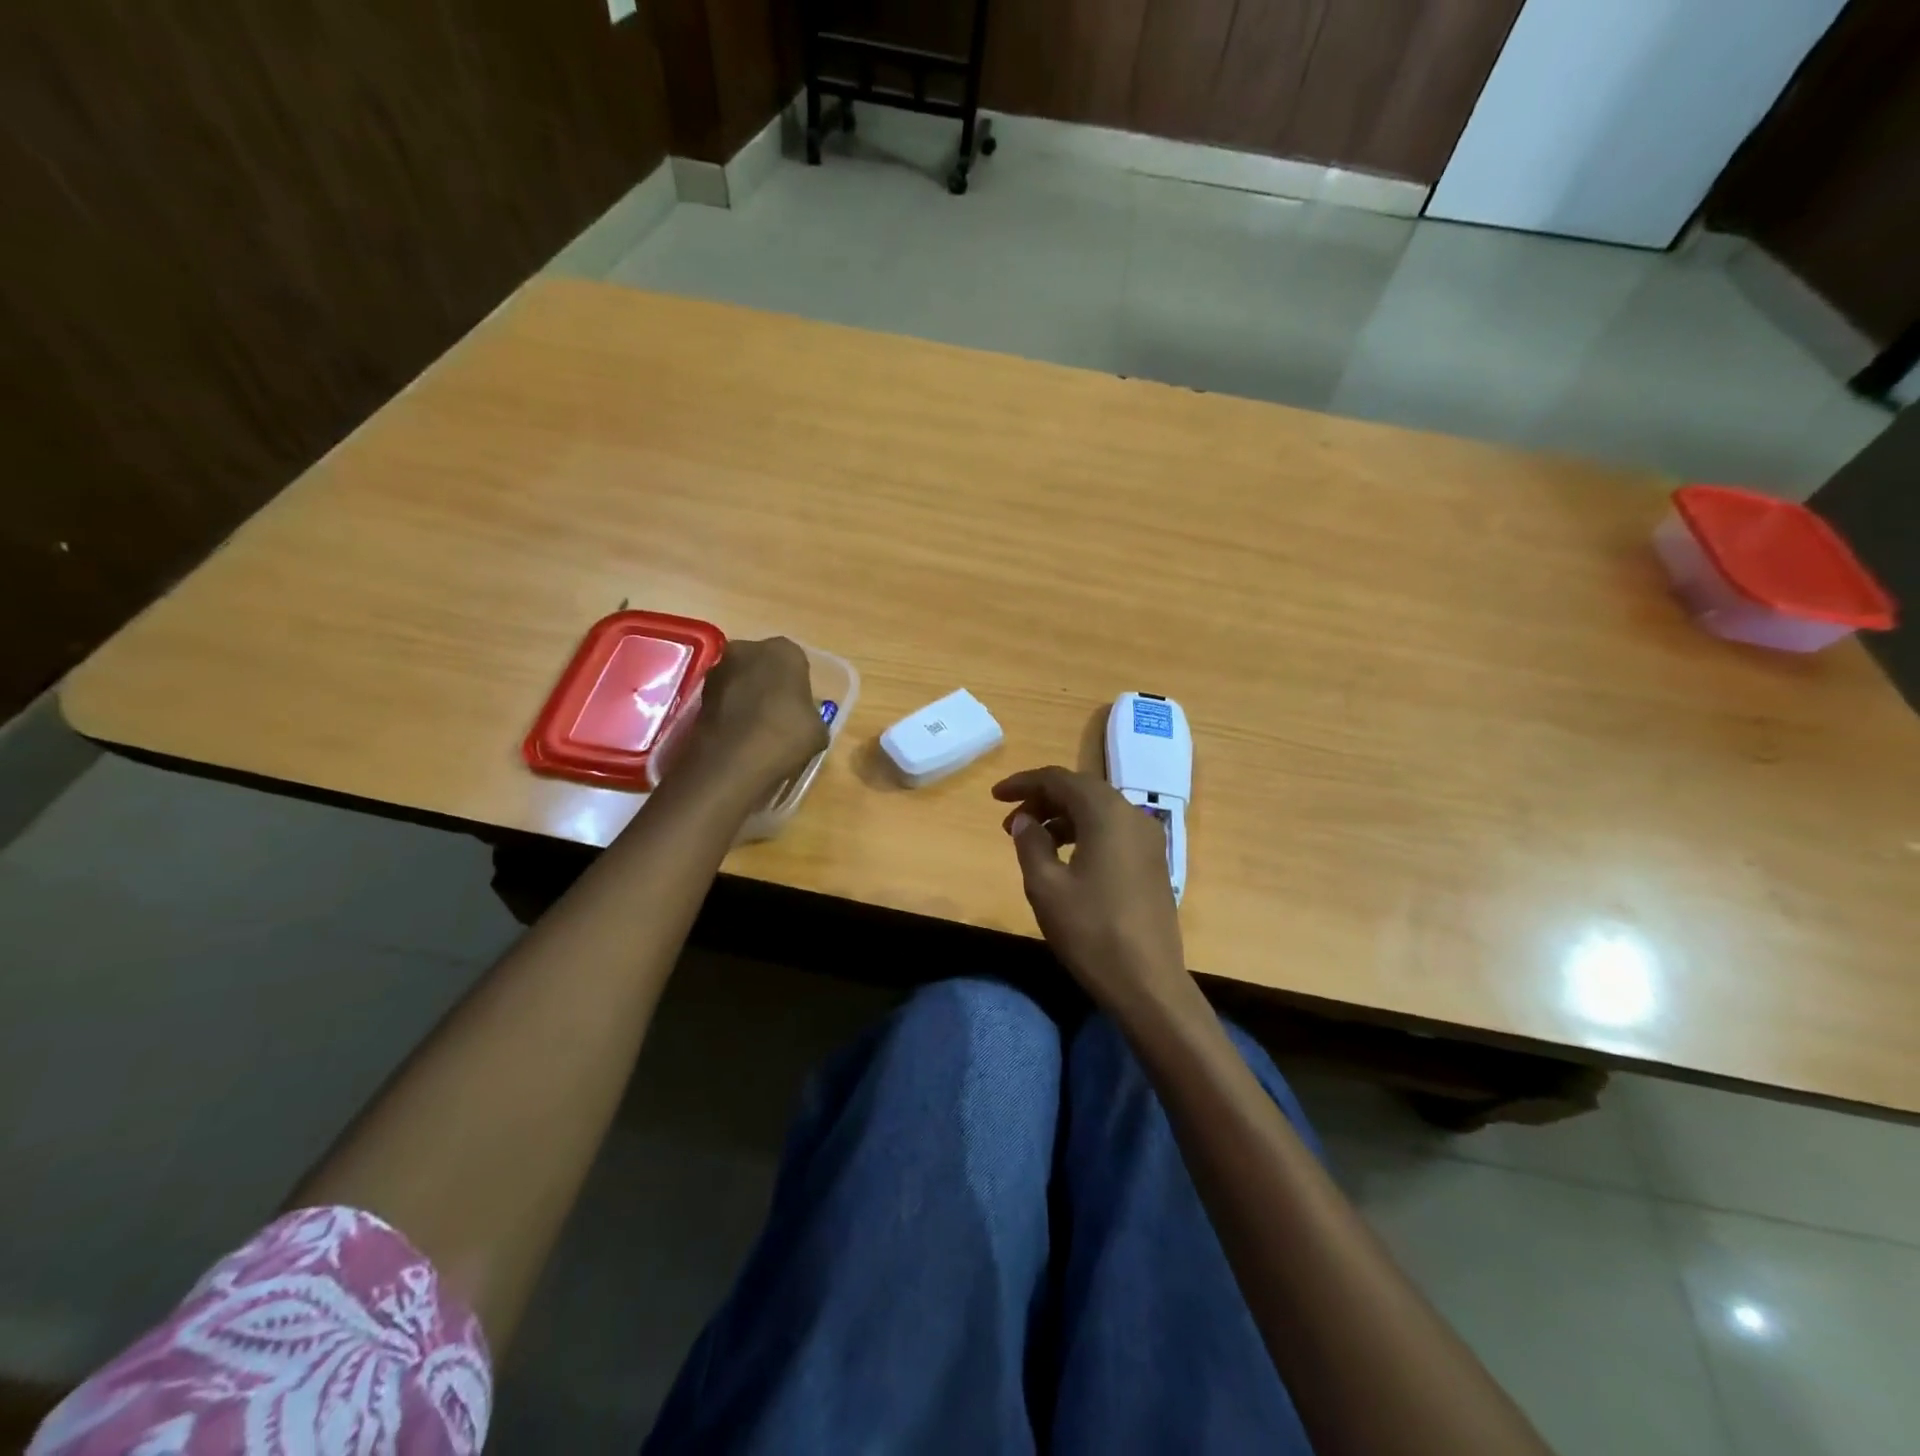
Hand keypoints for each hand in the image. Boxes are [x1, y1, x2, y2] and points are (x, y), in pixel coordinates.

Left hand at [673, 637, 827, 795]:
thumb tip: (803, 719)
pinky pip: (722, 699)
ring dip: (746, 696)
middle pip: (763, 664)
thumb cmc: (787, 736)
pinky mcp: (697, 694)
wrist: (734, 762)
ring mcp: (718, 670)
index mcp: (784, 650)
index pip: (796, 662)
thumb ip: (810, 714)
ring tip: (756, 729)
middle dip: (768, 684)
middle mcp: (748, 649)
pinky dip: (729, 712)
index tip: (799, 708)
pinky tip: (739, 736)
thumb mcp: (818, 729)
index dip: (798, 686)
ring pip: (740, 680)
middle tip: (777, 714)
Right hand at [992, 766, 1189, 1010]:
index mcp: (1107, 814)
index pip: (1059, 780)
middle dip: (1042, 799)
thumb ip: (1030, 843)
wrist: (1148, 982)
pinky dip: (1084, 832)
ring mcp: (1148, 839)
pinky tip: (1064, 857)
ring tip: (1032, 842)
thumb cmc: (1091, 931)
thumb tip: (1024, 820)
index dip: (1024, 783)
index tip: (995, 797)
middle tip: (1011, 822)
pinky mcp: (1152, 862)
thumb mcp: (1046, 886)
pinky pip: (1112, 830)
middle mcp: (1132, 815)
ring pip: (1098, 810)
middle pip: (1081, 790)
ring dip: (1062, 817)